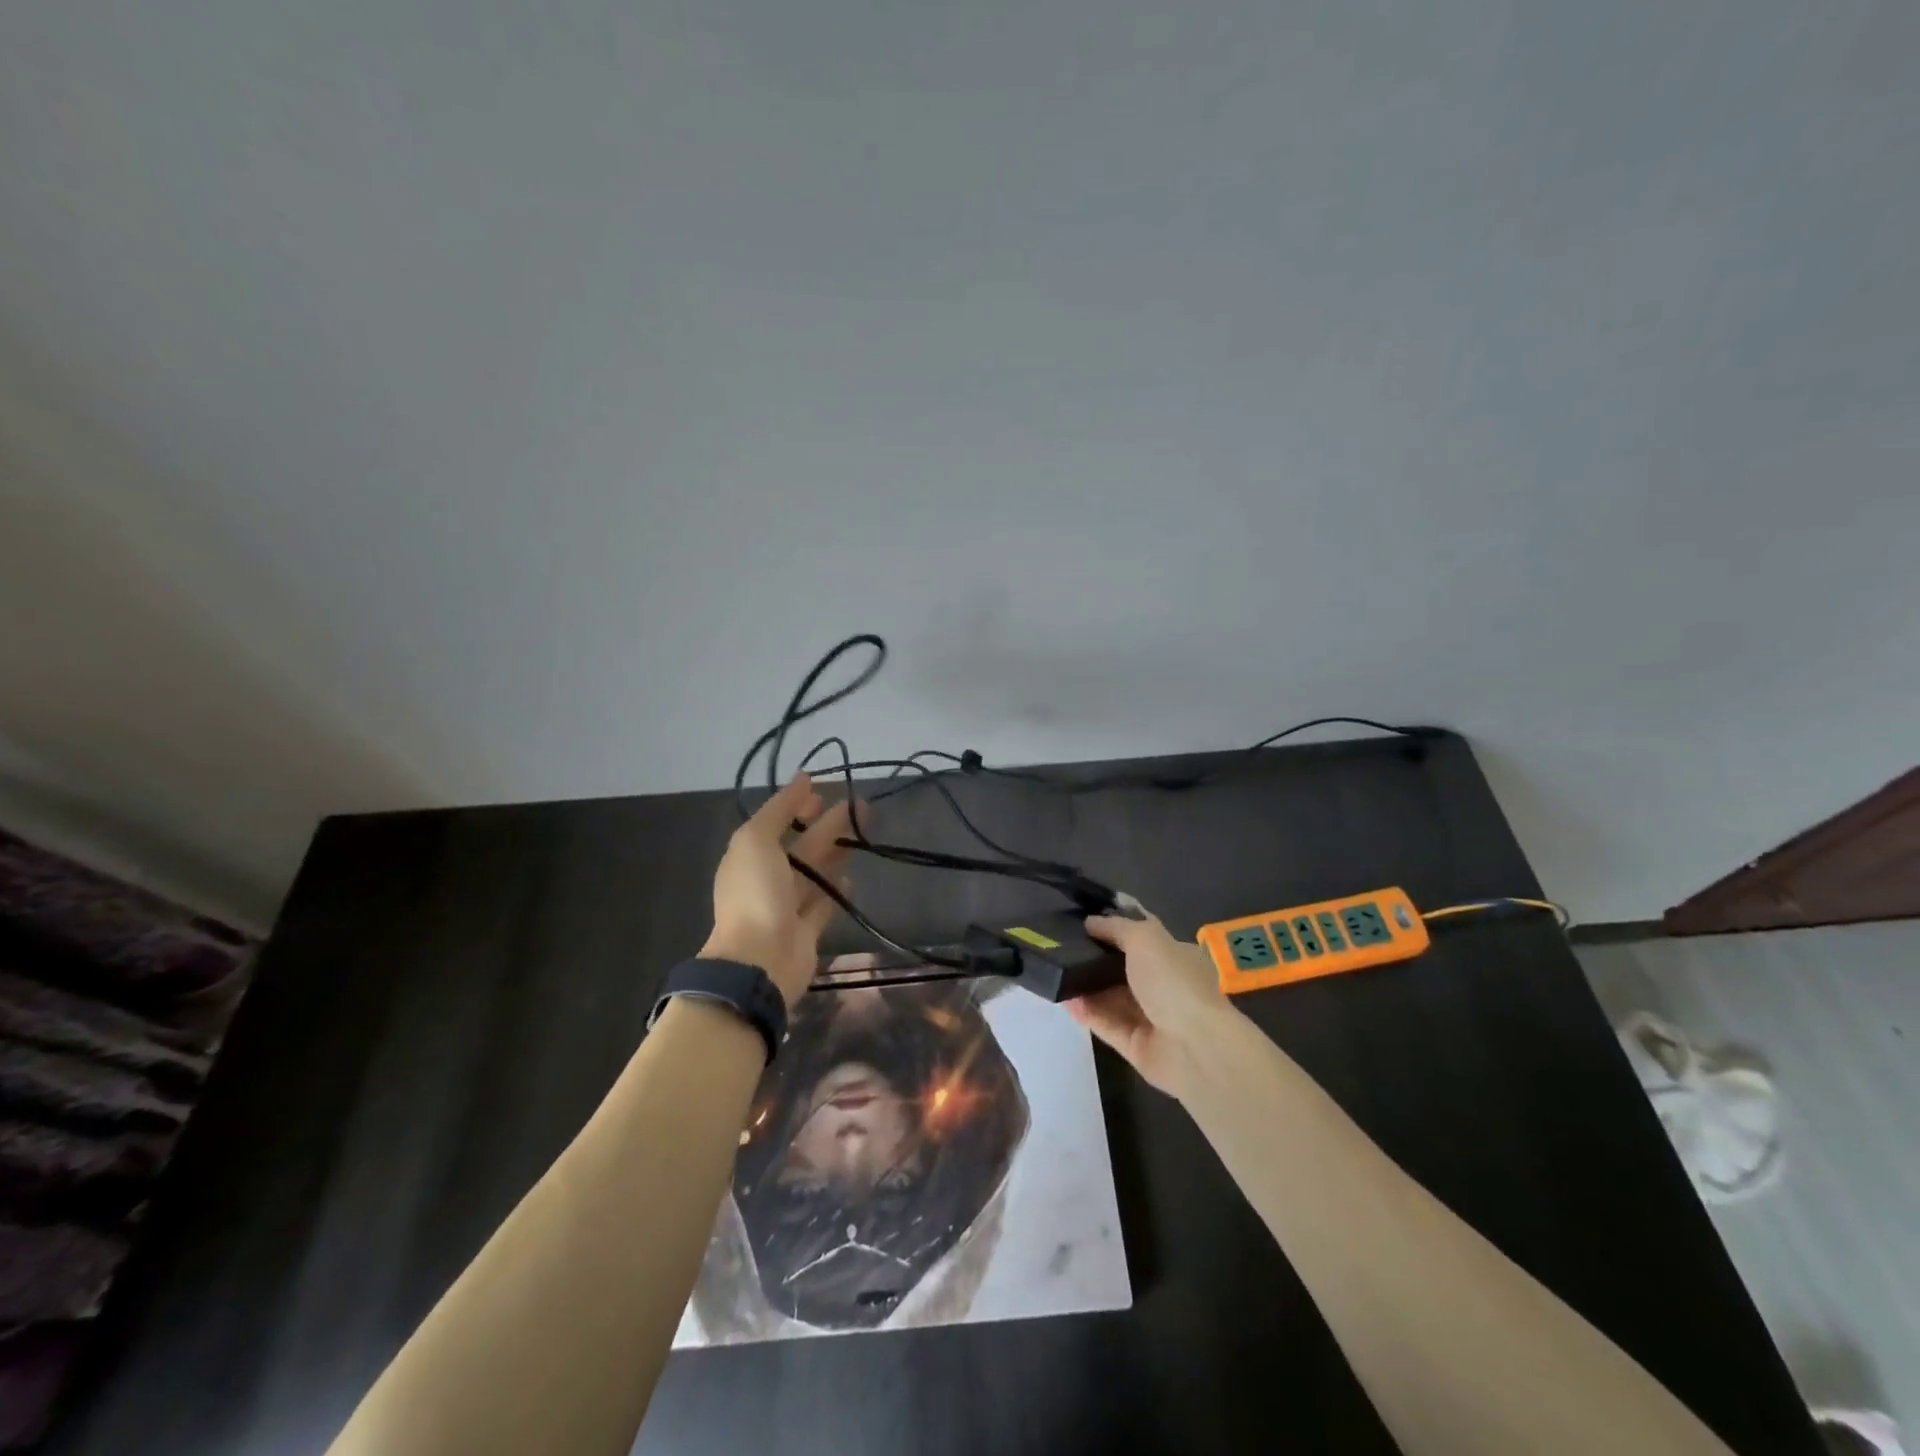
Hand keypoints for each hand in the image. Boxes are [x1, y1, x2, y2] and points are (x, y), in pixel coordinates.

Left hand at [701, 774, 856, 1006]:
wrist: (759, 960)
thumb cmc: (756, 894)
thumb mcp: (756, 840)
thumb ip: (779, 809)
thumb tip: (803, 778)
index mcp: (750, 855)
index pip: (776, 822)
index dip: (797, 805)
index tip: (824, 792)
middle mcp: (768, 878)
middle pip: (803, 844)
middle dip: (828, 823)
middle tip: (860, 805)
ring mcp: (787, 906)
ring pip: (816, 871)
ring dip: (838, 850)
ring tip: (864, 831)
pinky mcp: (807, 930)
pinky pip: (823, 903)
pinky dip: (835, 888)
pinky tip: (851, 876)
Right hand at [1068, 909, 1238, 1098]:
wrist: (1195, 1047)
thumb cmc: (1174, 981)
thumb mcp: (1145, 937)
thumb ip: (1116, 927)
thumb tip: (1090, 922)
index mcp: (1175, 956)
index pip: (1142, 934)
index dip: (1115, 924)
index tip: (1083, 918)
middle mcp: (1164, 985)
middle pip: (1123, 967)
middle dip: (1095, 957)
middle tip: (1061, 945)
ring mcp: (1151, 1017)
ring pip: (1112, 997)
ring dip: (1086, 986)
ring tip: (1056, 972)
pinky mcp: (1136, 1045)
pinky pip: (1106, 1024)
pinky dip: (1087, 1013)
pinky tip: (1065, 1001)